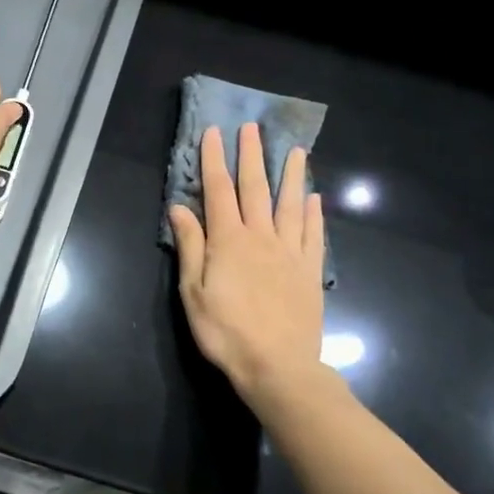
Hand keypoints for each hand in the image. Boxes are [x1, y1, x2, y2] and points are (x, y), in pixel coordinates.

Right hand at [168, 124, 326, 405]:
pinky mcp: (310, 271)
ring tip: (295, 150)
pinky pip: (312, 235)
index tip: (214, 132)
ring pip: (290, 204)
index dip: (215, 160)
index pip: (218, 190)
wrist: (278, 366)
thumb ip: (190, 246)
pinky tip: (314, 198)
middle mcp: (261, 237)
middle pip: (255, 188)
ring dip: (291, 175)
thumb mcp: (194, 292)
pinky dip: (313, 213)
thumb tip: (179, 207)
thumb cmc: (226, 332)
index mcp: (228, 240)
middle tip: (252, 128)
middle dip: (252, 156)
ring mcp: (290, 252)